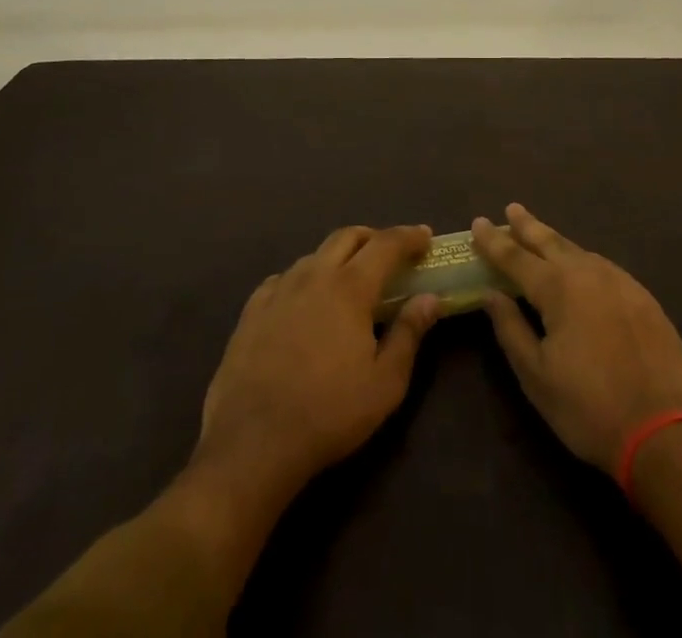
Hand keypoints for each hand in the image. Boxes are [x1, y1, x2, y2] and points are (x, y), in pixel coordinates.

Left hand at [196, 226, 439, 502]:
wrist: (252, 445)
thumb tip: (429, 298)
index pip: (386, 245)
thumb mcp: (385, 384)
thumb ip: (409, 334)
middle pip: (347, 237)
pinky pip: (283, 279)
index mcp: (350, 288)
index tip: (426, 236)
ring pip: (314, 256)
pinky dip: (303, 280)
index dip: (409, 236)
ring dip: (338, 258)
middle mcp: (314, 276)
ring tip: (348, 281)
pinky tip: (304, 302)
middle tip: (390, 254)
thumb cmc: (328, 414)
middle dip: (373, 238)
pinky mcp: (251, 312)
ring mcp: (278, 291)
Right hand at [473, 205, 681, 470]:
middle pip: (551, 242)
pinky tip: (580, 268)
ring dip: (556, 242)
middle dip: (528, 226)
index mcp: (559, 288)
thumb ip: (510, 329)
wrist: (665, 431)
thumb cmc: (589, 408)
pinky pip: (603, 267)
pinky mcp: (643, 298)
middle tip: (511, 209)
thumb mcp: (537, 376)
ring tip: (541, 237)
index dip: (494, 240)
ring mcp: (621, 282)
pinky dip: (582, 261)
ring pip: (579, 252)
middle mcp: (589, 273)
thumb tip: (491, 294)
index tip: (478, 222)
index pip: (516, 257)